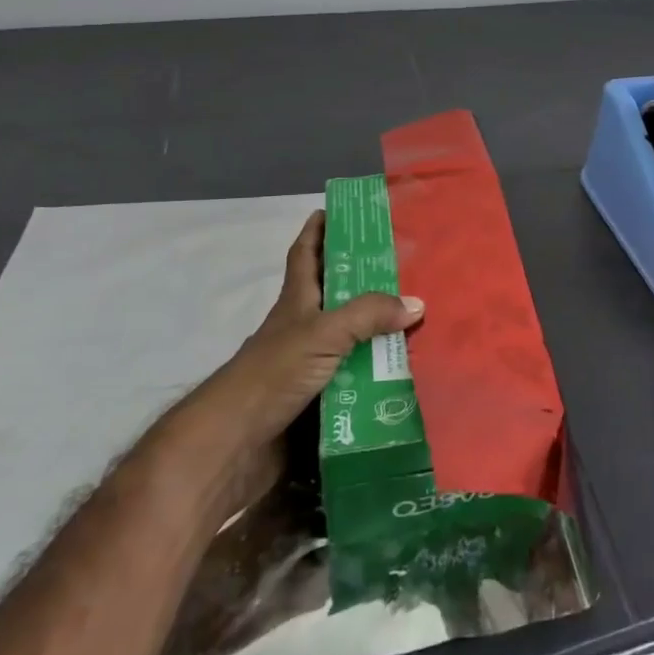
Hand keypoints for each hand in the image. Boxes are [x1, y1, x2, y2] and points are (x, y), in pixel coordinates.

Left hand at [222, 211, 422, 443]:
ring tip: (417, 319)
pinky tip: (403, 372)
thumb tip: (416, 303)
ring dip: (377, 330)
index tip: (336, 211)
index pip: (305, 254)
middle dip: (364, 279)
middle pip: (335, 294)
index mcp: (297, 300)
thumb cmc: (273, 372)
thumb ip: (368, 315)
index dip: (317, 230)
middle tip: (405, 267)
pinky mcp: (316, 398)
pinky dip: (376, 373)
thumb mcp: (323, 332)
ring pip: (349, 337)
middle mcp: (302, 327)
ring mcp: (308, 363)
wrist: (235, 443)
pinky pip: (355, 377)